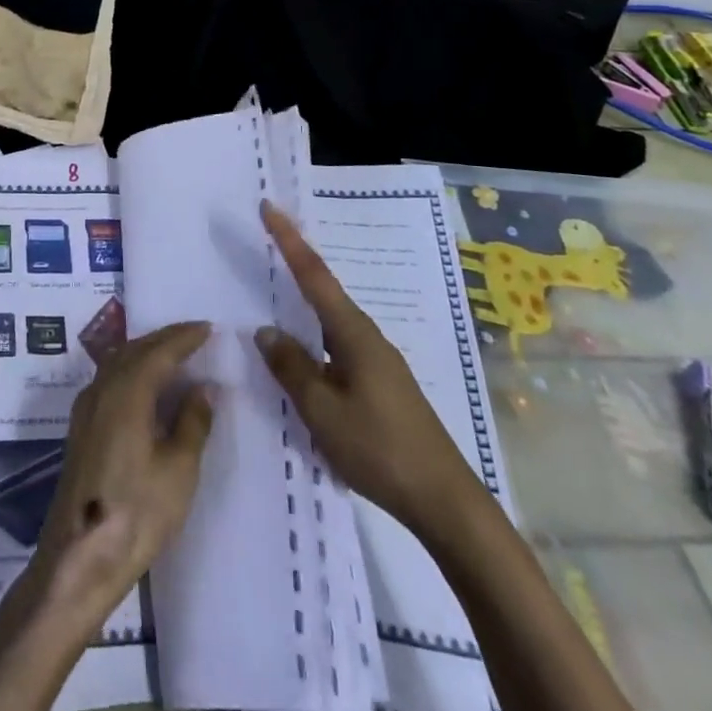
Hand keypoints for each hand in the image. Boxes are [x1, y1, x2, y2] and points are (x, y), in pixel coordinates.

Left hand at [29, 320, 214, 634]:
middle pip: (134, 349)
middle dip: (164, 338)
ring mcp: (86, 407)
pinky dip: (131, 369)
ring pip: (117, 362)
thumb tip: (204, 387)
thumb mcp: (178, 470)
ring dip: (145, 351)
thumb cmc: (136, 512)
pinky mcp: (81, 427)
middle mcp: (102, 388)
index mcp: (127, 392)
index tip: (208, 328)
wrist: (79, 556)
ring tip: (173, 354)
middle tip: (193, 335)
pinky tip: (143, 384)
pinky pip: (109, 379)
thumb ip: (192, 423)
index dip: (184, 337)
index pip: (159, 351)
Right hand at [254, 201, 486, 541]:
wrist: (445, 503)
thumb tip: (266, 331)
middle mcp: (367, 337)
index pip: (314, 275)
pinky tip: (303, 352)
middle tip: (266, 238)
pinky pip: (337, 345)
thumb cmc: (381, 449)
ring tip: (275, 288)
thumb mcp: (323, 411)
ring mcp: (378, 361)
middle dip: (295, 262)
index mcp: (354, 334)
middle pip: (324, 290)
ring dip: (304, 301)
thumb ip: (291, 367)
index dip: (288, 240)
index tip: (268, 207)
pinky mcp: (381, 384)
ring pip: (330, 320)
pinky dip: (314, 335)